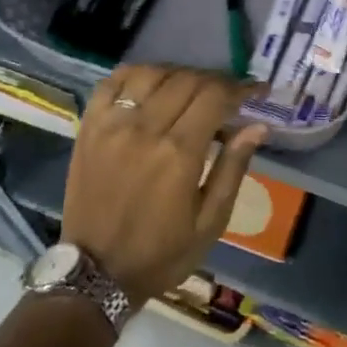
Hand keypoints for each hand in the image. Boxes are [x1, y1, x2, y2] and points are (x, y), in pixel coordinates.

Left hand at [61, 65, 268, 307]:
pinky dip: (135, 74)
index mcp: (178, 154)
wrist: (96, 273)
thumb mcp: (210, 222)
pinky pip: (112, 83)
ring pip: (151, 73)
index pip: (215, 97)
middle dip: (215, 81)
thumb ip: (233, 169)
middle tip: (227, 95)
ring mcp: (112, 125)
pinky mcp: (89, 127)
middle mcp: (145, 129)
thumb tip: (257, 126)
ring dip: (179, 74)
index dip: (240, 88)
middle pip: (187, 80)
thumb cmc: (162, 253)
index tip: (256, 90)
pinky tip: (151, 84)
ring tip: (191, 90)